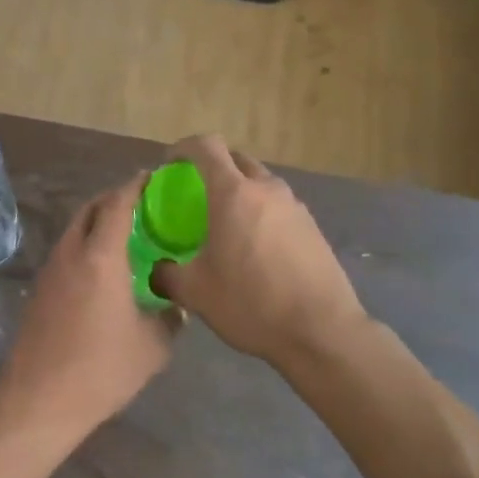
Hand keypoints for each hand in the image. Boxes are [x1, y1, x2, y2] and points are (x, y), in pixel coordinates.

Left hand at [0, 175, 178, 436]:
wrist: (39, 399)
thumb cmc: (101, 368)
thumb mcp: (152, 347)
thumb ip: (170, 318)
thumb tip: (177, 305)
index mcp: (101, 256)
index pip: (117, 204)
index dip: (134, 186)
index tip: (151, 177)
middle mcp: (72, 253)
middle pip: (91, 209)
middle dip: (114, 199)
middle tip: (141, 204)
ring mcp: (51, 270)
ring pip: (75, 230)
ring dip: (97, 223)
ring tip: (126, 235)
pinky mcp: (41, 290)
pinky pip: (67, 252)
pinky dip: (86, 245)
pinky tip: (104, 270)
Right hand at [151, 137, 366, 368]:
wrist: (322, 331)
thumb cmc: (252, 303)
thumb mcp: (196, 293)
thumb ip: (167, 275)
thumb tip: (156, 270)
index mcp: (233, 193)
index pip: (206, 146)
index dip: (183, 148)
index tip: (169, 166)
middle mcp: (266, 189)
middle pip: (236, 159)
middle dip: (213, 167)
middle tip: (196, 195)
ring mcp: (294, 206)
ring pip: (260, 182)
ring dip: (240, 190)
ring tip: (226, 223)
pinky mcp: (312, 227)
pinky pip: (278, 206)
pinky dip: (261, 212)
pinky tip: (255, 247)